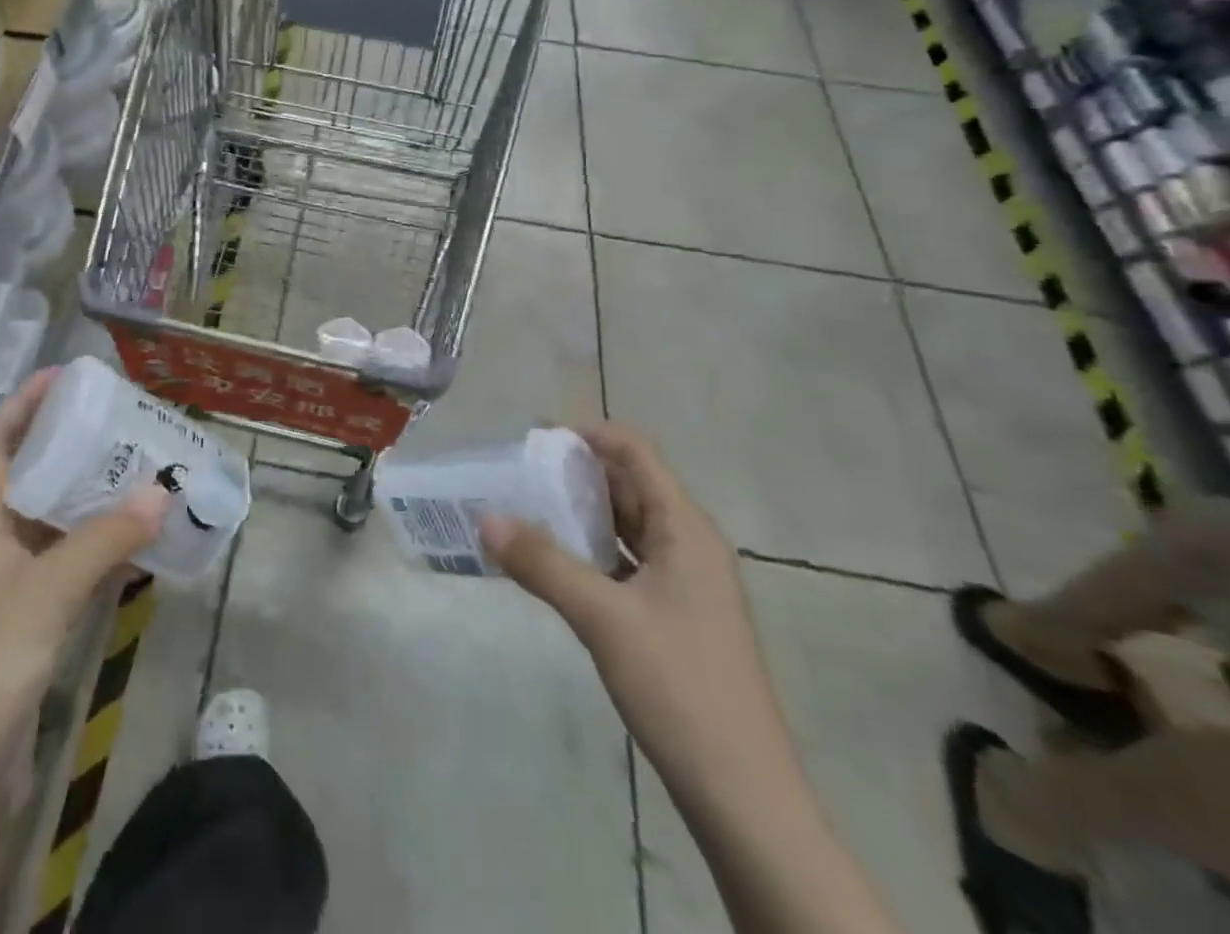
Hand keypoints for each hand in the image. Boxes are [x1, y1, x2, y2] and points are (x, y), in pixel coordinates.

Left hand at [0, 369, 169, 770]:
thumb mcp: (46, 593)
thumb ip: (104, 539)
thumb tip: (161, 490)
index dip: (23, 403)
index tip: (65, 376)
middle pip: (28, 476)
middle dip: (70, 445)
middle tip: (121, 423)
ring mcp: (9, 586)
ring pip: (54, 522)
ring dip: (93, 498)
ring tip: (141, 472)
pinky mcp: (29, 623)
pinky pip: (70, 567)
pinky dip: (103, 550)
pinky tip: (142, 544)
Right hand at [479, 424, 797, 817]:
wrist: (743, 795)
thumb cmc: (680, 688)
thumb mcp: (603, 619)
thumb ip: (542, 563)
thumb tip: (486, 517)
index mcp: (685, 529)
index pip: (636, 452)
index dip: (588, 434)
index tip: (534, 440)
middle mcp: (688, 545)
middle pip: (629, 485)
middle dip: (574, 473)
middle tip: (516, 474)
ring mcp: (683, 583)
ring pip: (626, 526)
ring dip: (579, 513)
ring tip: (523, 510)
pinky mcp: (673, 616)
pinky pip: (626, 562)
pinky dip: (590, 551)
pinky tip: (553, 562)